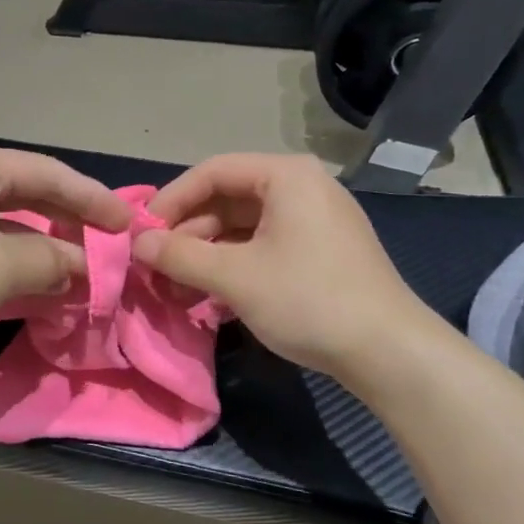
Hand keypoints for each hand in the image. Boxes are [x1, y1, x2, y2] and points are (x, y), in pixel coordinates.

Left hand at [0, 144, 131, 361]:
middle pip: (29, 193)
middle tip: (108, 243)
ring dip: (45, 246)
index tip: (127, 223)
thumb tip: (84, 267)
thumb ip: (53, 260)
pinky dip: (17, 261)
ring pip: (8, 222)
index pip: (49, 173)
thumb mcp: (3, 266)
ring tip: (81, 269)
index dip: (93, 199)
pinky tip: (40, 283)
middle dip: (70, 221)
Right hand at [134, 153, 436, 377]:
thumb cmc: (307, 300)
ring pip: (241, 226)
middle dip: (187, 233)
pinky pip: (262, 246)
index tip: (142, 233)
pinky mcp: (318, 251)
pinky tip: (209, 295)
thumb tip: (136, 243)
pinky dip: (232, 265)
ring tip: (177, 288)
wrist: (387, 351)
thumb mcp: (235, 277)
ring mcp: (313, 220)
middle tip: (156, 266)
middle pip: (226, 198)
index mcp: (285, 176)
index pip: (212, 172)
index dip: (171, 200)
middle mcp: (301, 187)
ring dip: (205, 254)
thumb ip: (180, 255)